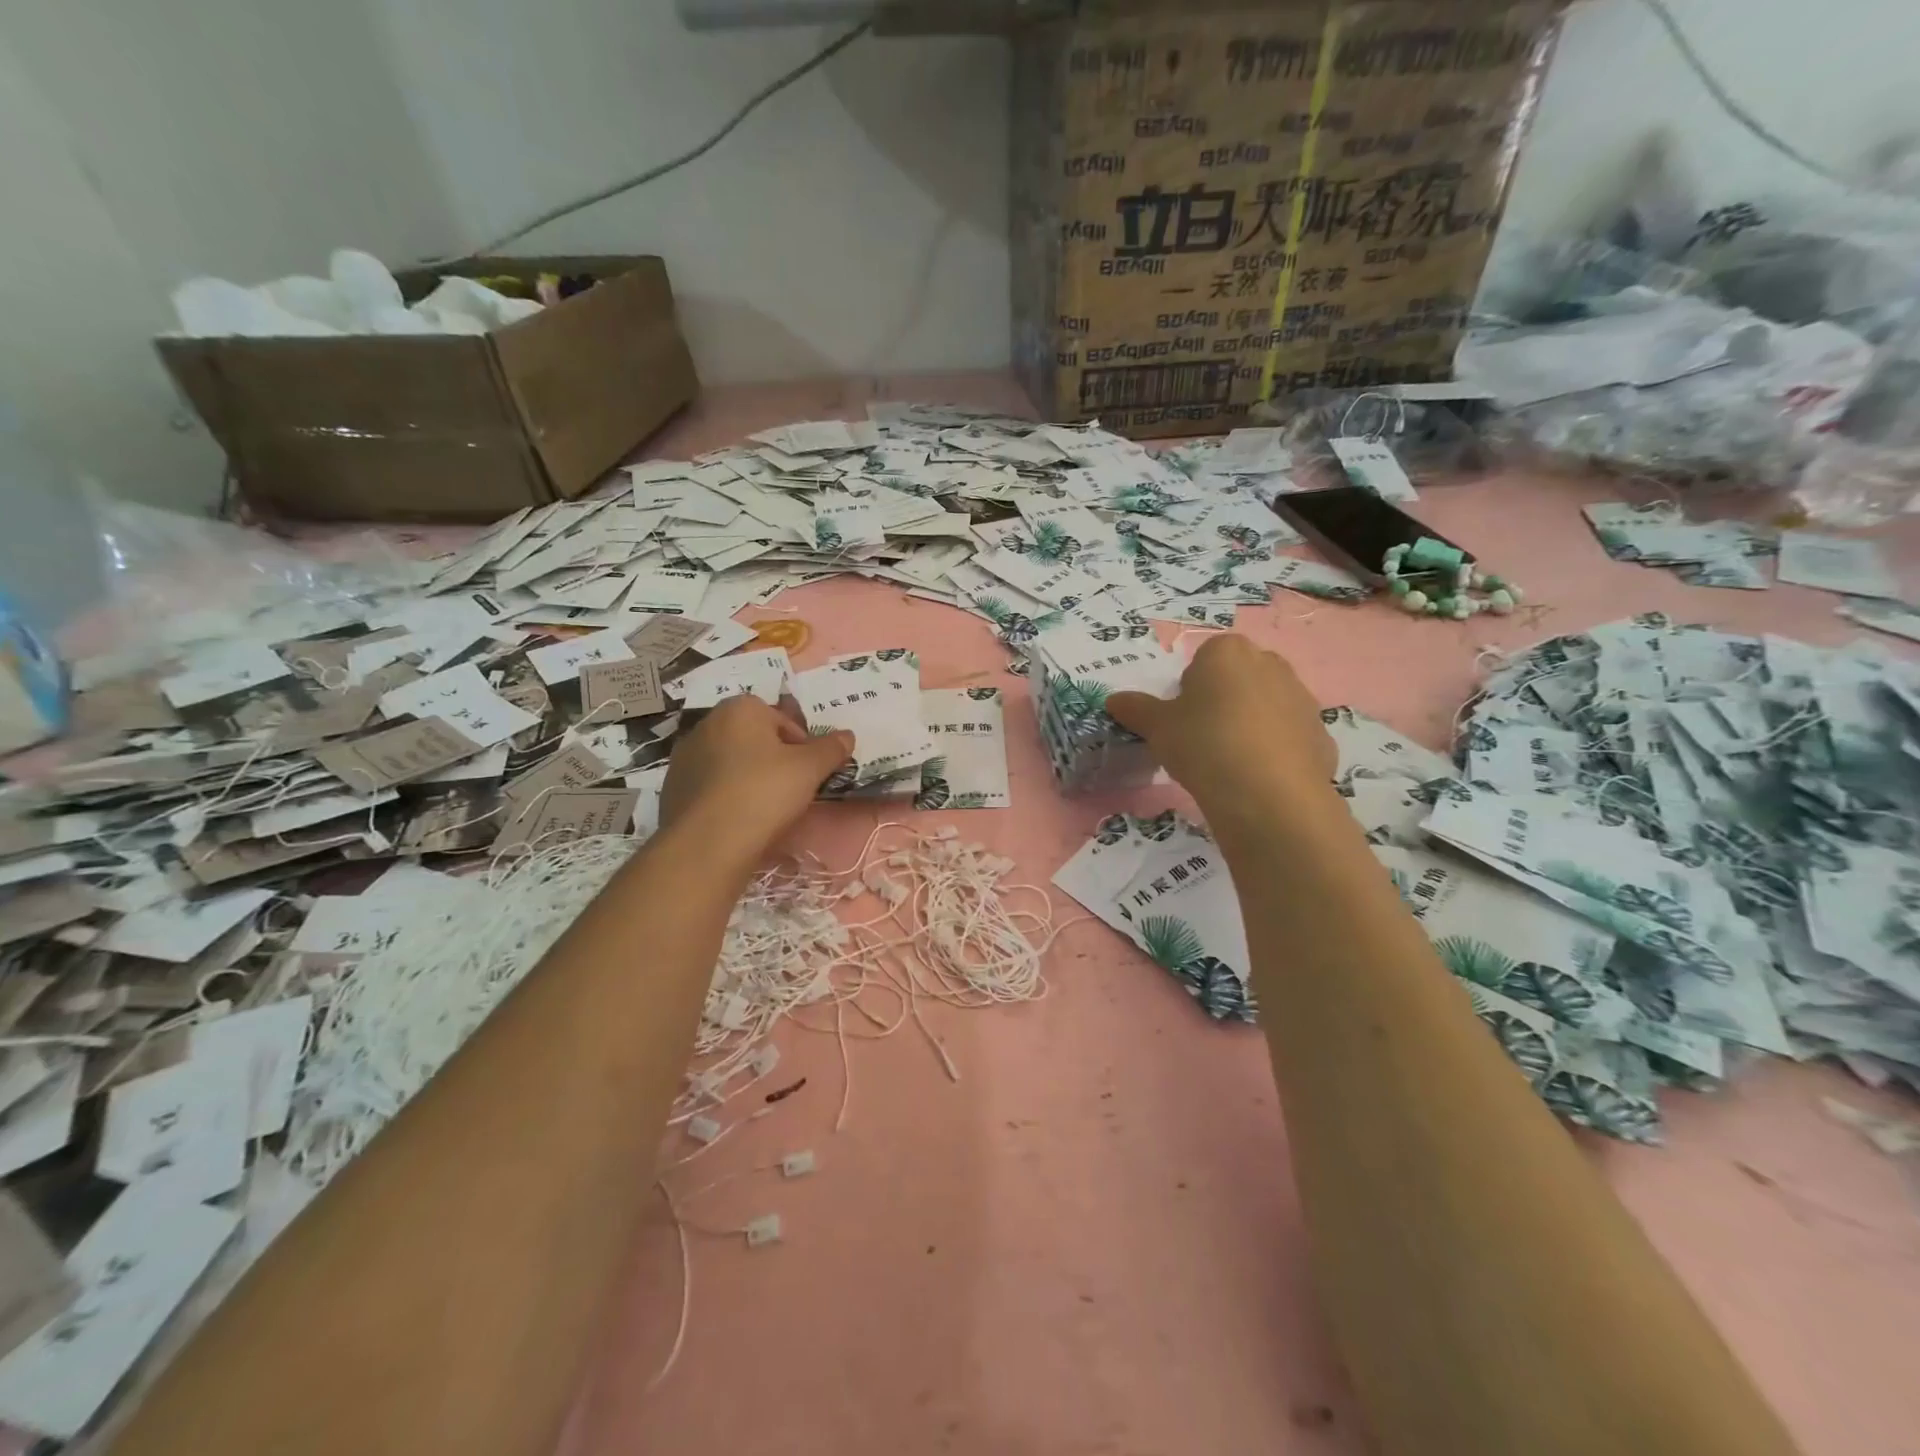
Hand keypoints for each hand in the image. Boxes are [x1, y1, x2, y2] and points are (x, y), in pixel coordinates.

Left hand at [659, 695, 853, 859]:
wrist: (708, 843)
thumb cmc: (764, 792)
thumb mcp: (810, 769)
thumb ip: (831, 748)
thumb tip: (847, 735)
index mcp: (740, 709)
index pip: (783, 721)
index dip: (801, 747)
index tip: (808, 773)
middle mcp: (707, 723)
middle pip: (754, 739)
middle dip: (773, 759)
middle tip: (789, 790)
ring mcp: (684, 756)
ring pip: (730, 761)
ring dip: (747, 777)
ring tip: (762, 809)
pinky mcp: (672, 787)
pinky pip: (709, 785)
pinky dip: (724, 796)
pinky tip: (736, 819)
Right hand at [1108, 634, 1334, 812]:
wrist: (1267, 793)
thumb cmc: (1203, 743)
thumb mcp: (1157, 727)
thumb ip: (1136, 709)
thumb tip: (1113, 700)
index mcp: (1228, 651)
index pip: (1203, 658)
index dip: (1189, 689)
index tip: (1182, 719)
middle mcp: (1271, 664)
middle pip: (1238, 677)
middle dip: (1223, 700)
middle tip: (1203, 738)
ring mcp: (1302, 698)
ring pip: (1266, 705)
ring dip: (1250, 724)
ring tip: (1231, 762)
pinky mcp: (1321, 734)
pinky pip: (1288, 736)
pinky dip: (1275, 751)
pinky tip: (1258, 778)